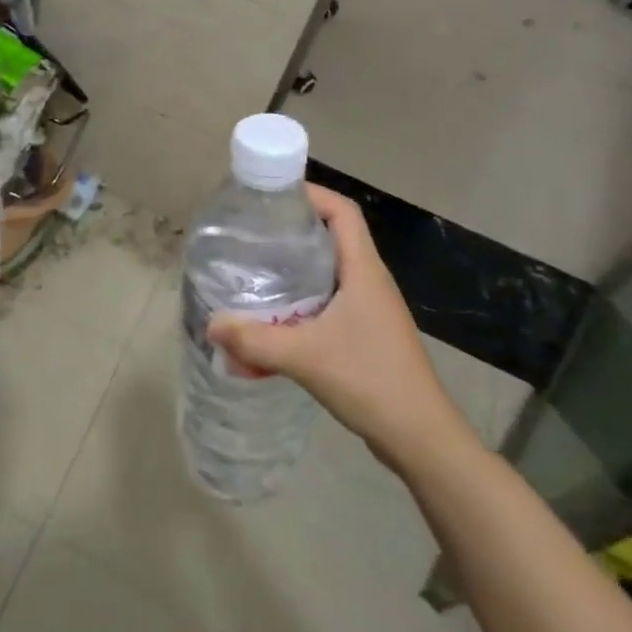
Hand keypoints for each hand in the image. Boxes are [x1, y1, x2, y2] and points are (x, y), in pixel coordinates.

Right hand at [205, 185, 473, 470]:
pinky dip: (303, 298)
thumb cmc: (371, 381)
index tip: (274, 195)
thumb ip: (254, 340)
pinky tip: (277, 316)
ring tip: (257, 268)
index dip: (312, 193)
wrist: (421, 438)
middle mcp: (370, 281)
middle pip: (334, 236)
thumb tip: (211, 323)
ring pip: (331, 270)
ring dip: (297, 265)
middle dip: (295, 228)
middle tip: (254, 232)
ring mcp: (371, 309)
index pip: (343, 212)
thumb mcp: (305, 357)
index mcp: (364, 270)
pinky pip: (331, 300)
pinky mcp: (367, 333)